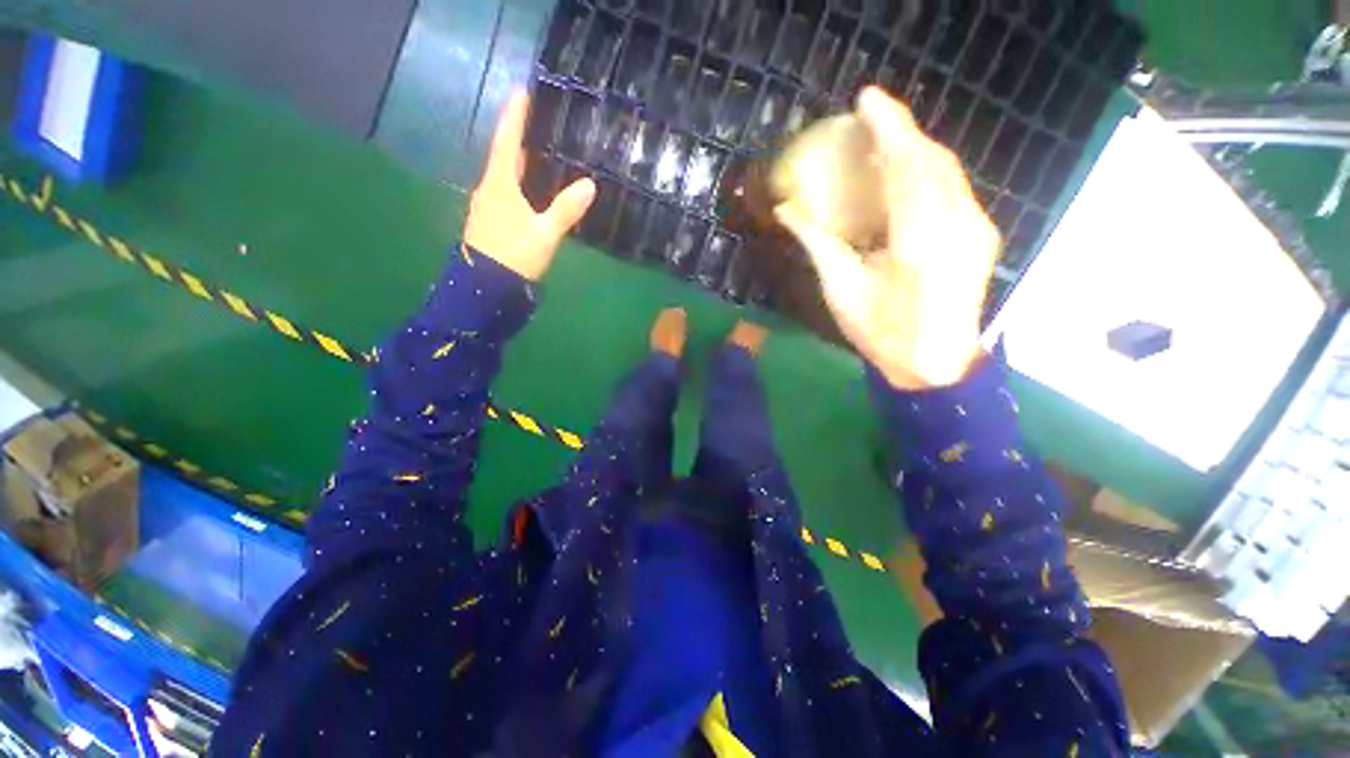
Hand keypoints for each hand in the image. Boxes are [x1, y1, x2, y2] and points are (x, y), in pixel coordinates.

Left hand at [464, 91, 595, 280]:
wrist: (486, 288)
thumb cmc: (514, 255)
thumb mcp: (545, 234)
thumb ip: (566, 209)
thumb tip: (589, 184)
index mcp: (499, 183)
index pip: (507, 140)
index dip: (515, 115)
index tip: (523, 91)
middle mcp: (490, 188)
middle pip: (505, 155)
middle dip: (520, 136)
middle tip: (542, 122)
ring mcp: (488, 205)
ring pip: (506, 175)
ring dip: (521, 161)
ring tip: (543, 152)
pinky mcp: (492, 221)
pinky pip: (507, 191)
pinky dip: (520, 182)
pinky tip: (534, 189)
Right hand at [776, 87, 1000, 389]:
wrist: (935, 366)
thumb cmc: (882, 333)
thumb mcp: (841, 290)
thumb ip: (817, 243)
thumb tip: (786, 210)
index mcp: (920, 241)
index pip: (907, 166)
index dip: (888, 126)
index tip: (866, 98)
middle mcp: (958, 225)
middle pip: (933, 160)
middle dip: (901, 131)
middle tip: (868, 120)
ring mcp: (976, 229)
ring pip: (948, 171)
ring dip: (916, 149)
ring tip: (883, 141)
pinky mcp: (980, 235)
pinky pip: (954, 189)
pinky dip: (928, 171)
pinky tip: (907, 176)